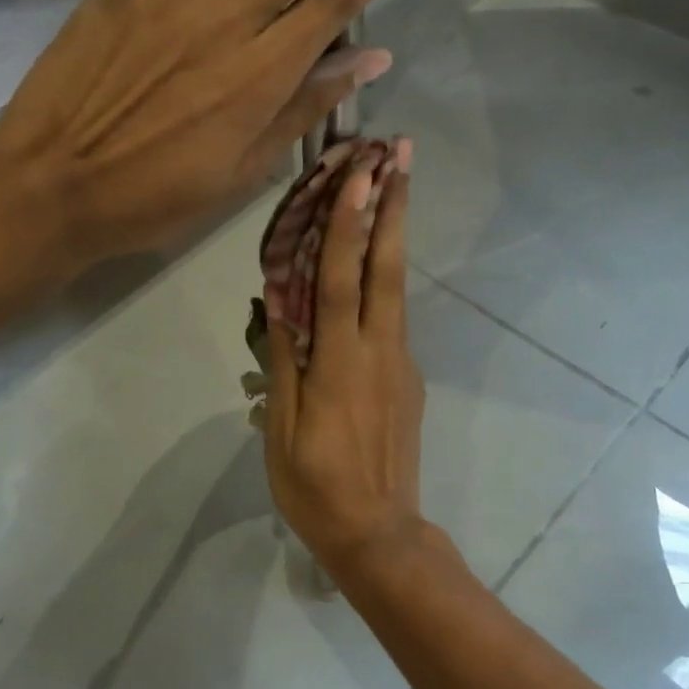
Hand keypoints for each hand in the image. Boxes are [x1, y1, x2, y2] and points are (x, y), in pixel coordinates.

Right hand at [263, 140, 431, 581]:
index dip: (349, 224)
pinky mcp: (410, 380)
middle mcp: (379, 353)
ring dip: (394, 236)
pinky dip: (381, 283)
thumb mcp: (283, 431)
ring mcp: (401, 365)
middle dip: (395, 208)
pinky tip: (369, 269)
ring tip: (395, 188)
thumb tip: (279, 306)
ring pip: (395, 290)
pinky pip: (391, 320)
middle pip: (387, 269)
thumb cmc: (316, 488)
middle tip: (403, 154)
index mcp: (341, 365)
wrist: (378, 535)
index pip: (342, 281)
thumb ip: (285, 363)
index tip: (362, 174)